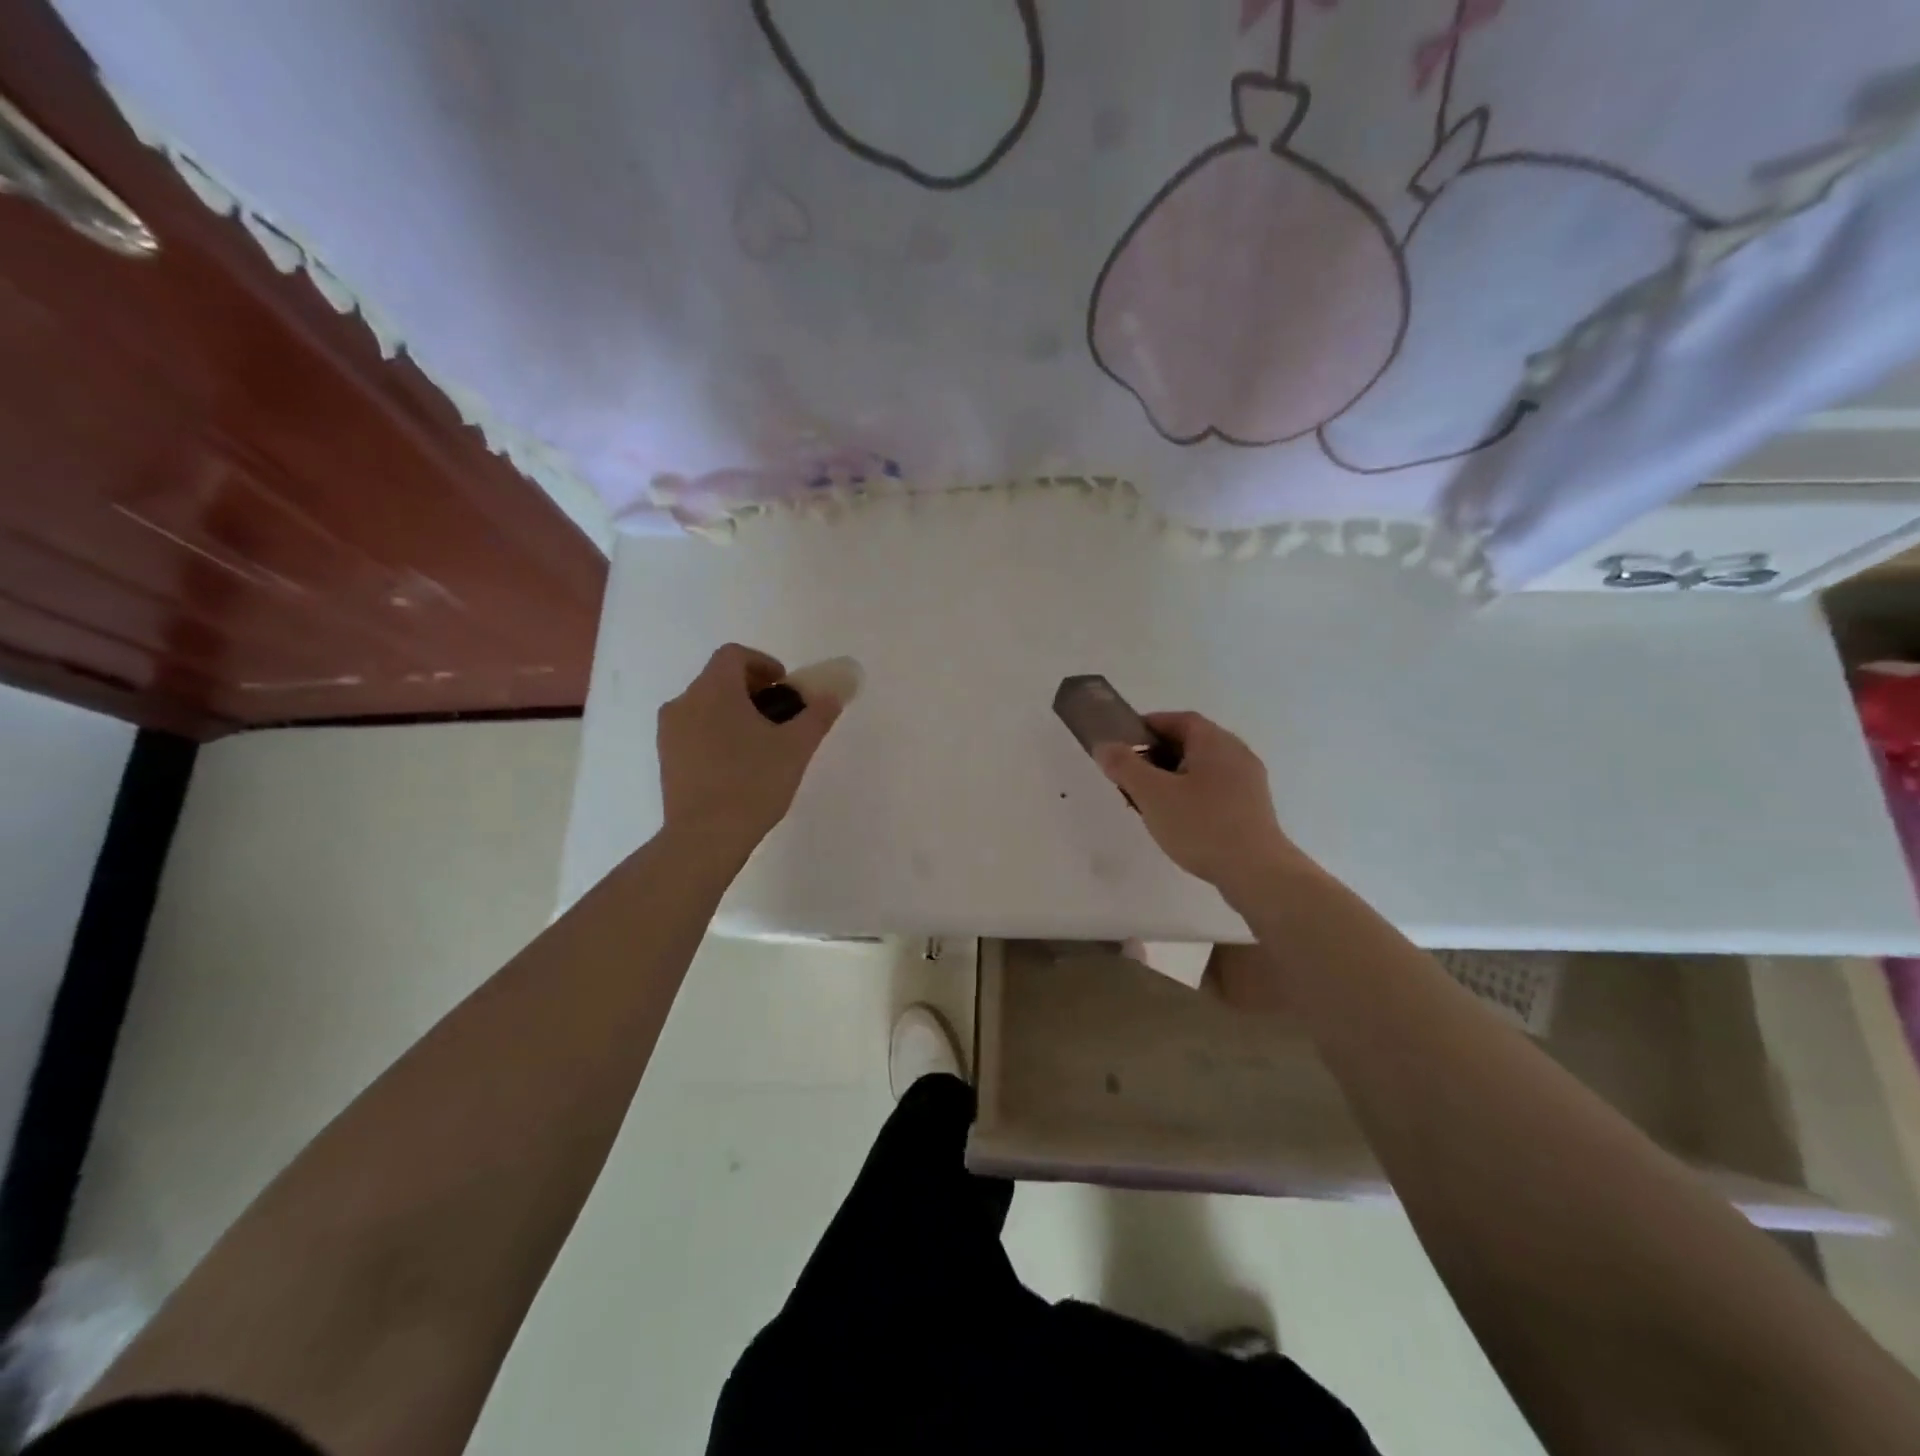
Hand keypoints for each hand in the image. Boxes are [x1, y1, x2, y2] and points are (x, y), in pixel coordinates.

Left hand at [658, 643, 840, 854]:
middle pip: (718, 679)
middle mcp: (684, 703)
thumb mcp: (796, 747)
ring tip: (760, 742)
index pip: (734, 655)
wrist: (705, 836)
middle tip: (779, 715)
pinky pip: (693, 730)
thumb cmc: (752, 783)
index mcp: (713, 690)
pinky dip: (716, 733)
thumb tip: (832, 695)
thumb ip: (816, 715)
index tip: (784, 685)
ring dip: (733, 712)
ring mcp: (669, 732)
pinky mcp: (665, 759)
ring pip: (704, 706)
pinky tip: (737, 764)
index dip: (762, 662)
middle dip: (751, 689)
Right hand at [1095, 711, 1304, 897]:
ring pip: (1202, 769)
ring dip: (1172, 778)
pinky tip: (1178, 821)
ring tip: (1149, 803)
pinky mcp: (1253, 808)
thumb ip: (1125, 766)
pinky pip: (1215, 790)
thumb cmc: (1202, 825)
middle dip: (1156, 756)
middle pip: (1190, 743)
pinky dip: (1191, 795)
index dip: (1149, 726)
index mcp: (1215, 742)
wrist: (1257, 873)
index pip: (1179, 720)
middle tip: (1130, 777)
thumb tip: (1105, 746)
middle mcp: (1237, 753)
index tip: (1123, 743)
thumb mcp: (1153, 794)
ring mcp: (1249, 782)